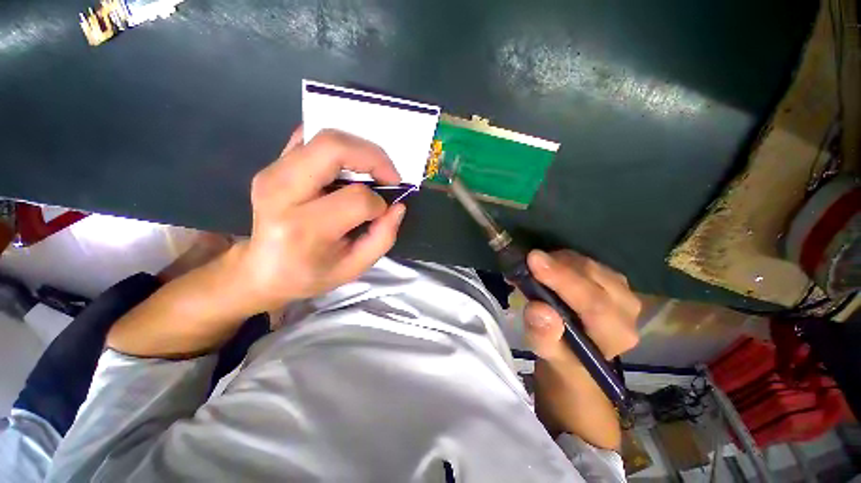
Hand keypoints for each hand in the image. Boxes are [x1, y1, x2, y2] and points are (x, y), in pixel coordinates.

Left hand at [233, 127, 405, 313]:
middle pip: (333, 148)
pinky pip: (309, 138)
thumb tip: (397, 206)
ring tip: (372, 171)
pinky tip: (347, 165)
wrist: (260, 270)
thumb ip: (383, 237)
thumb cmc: (309, 274)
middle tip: (389, 176)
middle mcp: (282, 192)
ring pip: (323, 137)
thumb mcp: (354, 268)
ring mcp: (272, 173)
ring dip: (358, 149)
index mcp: (303, 228)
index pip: (356, 199)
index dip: (378, 204)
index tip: (381, 214)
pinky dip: (337, 146)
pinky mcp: (272, 165)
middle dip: (373, 157)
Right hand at [524, 249, 640, 448]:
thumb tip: (538, 309)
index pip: (593, 302)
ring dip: (559, 261)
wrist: (578, 351)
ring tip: (536, 267)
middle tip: (527, 261)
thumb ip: (543, 335)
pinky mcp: (614, 279)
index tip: (533, 259)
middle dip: (557, 264)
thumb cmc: (562, 354)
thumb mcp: (546, 352)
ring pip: (590, 264)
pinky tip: (549, 267)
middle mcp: (628, 309)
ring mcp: (624, 291)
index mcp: (615, 333)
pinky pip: (587, 261)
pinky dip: (564, 260)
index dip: (562, 279)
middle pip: (593, 276)